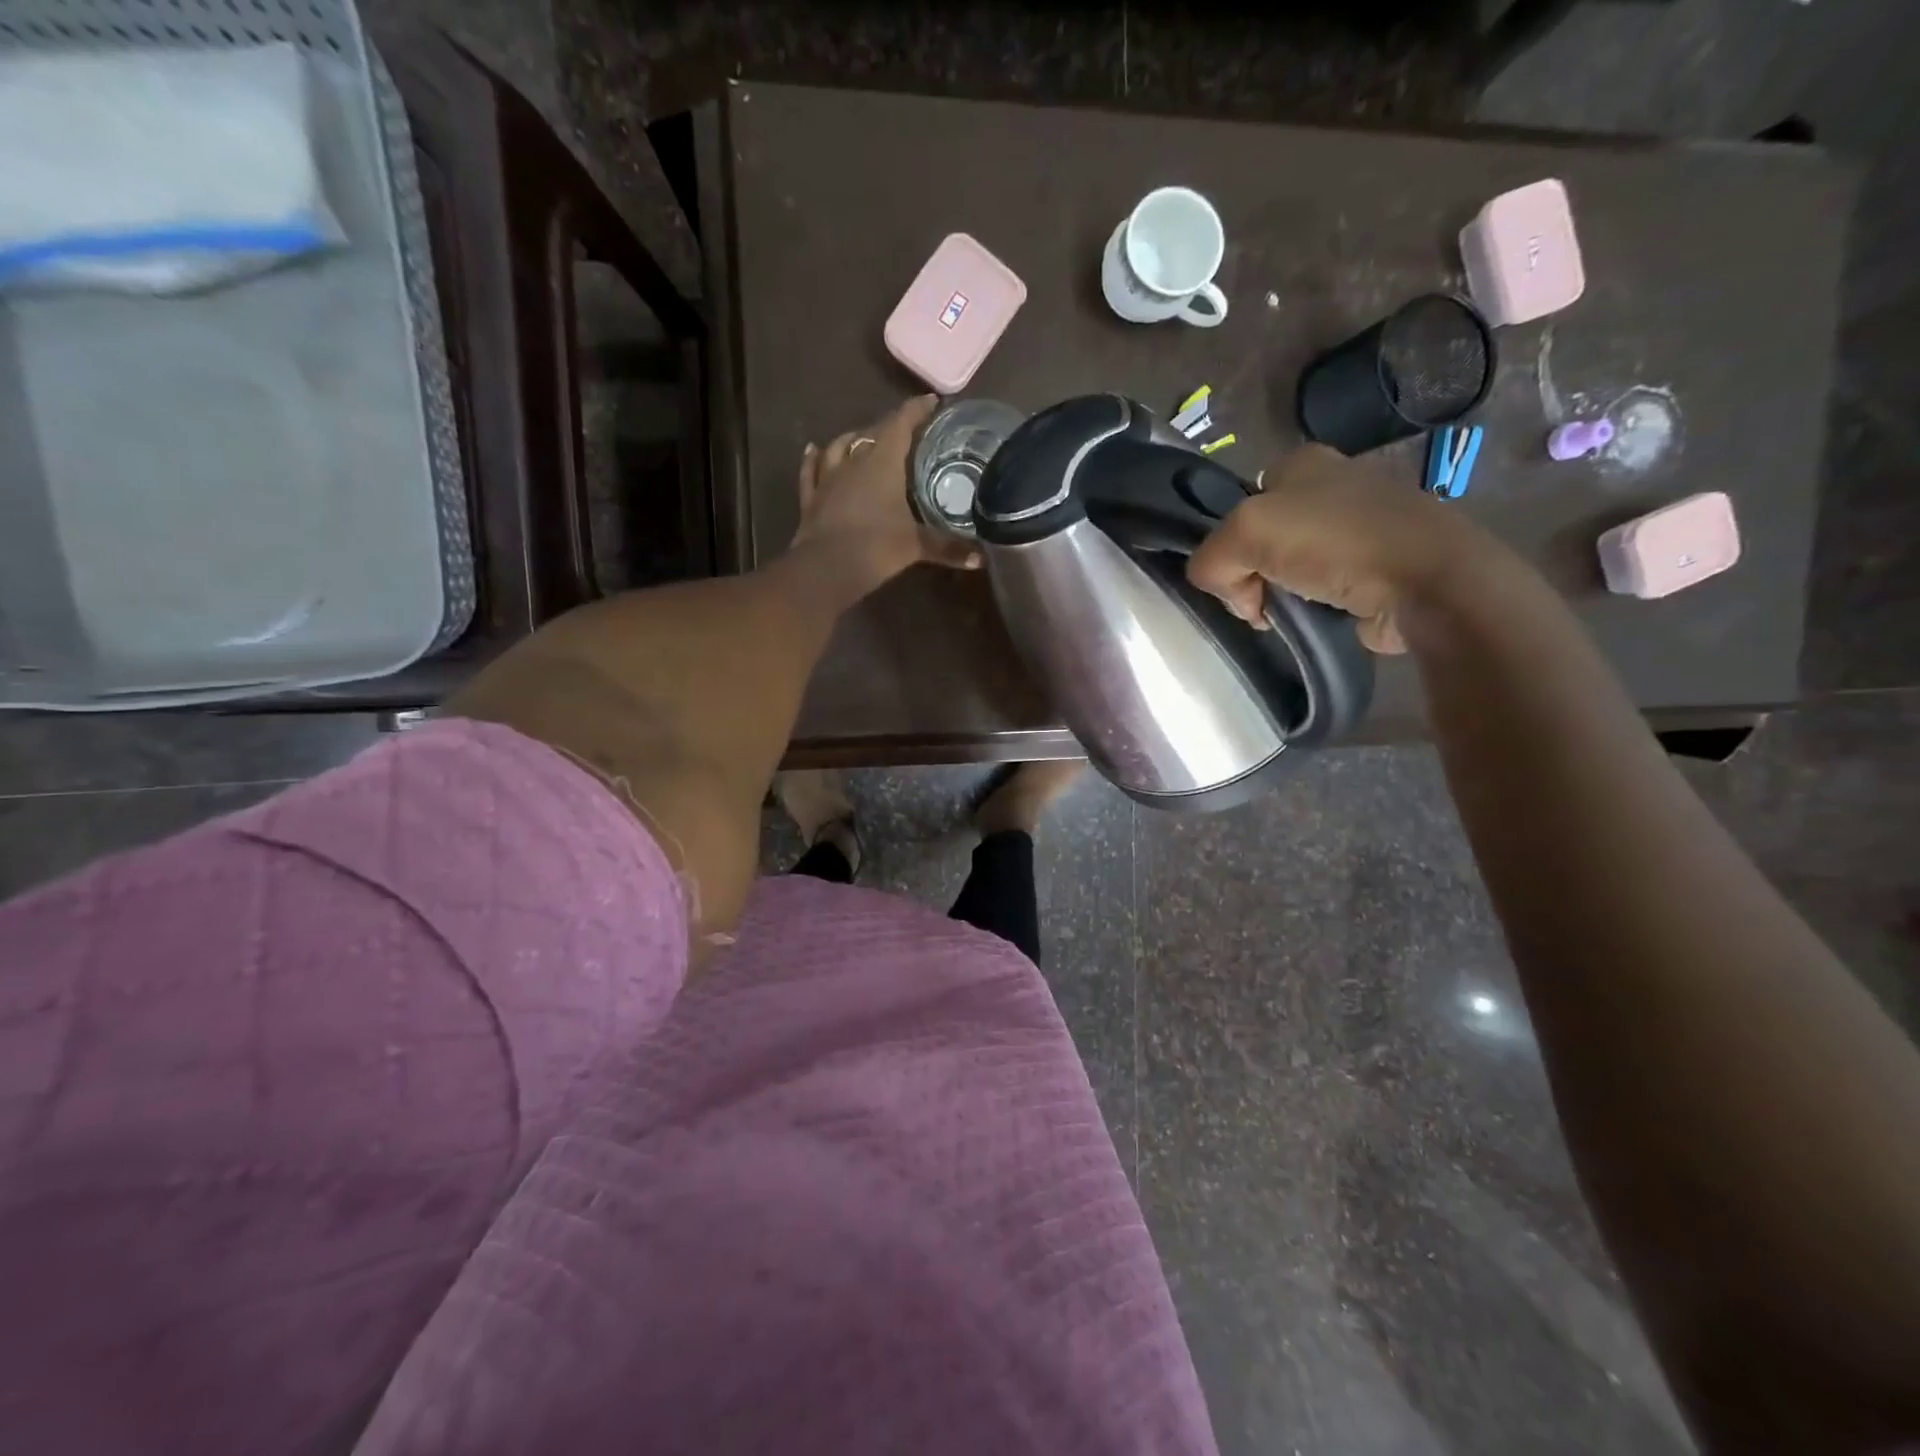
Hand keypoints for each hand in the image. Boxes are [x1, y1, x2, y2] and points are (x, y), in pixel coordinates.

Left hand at [791, 395, 981, 584]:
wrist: (825, 570)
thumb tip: (981, 558)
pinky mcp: (811, 498)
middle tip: (906, 432)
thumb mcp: (916, 546)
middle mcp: (854, 461)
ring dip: (853, 439)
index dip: (917, 410)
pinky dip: (813, 458)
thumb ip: (948, 548)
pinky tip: (813, 449)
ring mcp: (828, 478)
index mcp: (883, 462)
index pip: (902, 424)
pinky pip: (811, 470)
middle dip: (890, 428)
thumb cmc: (876, 548)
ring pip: (840, 447)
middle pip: (872, 433)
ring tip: (863, 437)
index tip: (932, 403)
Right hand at [1186, 444, 1491, 654]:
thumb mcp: (1245, 534)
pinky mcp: (1376, 564)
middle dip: (1252, 574)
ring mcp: (1356, 526)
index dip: (1227, 544)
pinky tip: (1319, 618)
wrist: (1426, 582)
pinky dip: (1312, 607)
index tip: (1236, 574)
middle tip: (1261, 601)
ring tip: (1293, 614)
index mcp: (1299, 462)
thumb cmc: (1334, 543)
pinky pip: (1321, 588)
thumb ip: (1211, 559)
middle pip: (1260, 540)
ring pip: (1288, 566)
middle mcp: (1330, 485)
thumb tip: (1232, 594)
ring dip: (1280, 594)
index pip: (1237, 505)